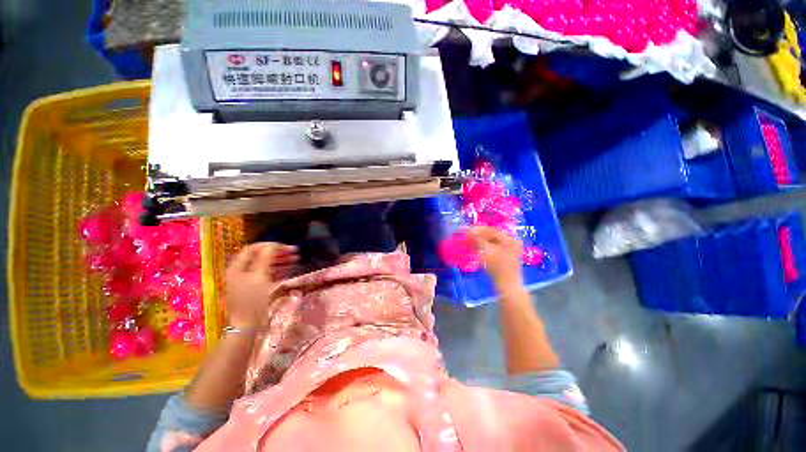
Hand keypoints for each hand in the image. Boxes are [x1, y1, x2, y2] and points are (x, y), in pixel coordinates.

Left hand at [225, 242, 298, 328]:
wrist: (249, 323)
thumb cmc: (252, 298)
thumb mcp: (260, 276)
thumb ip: (266, 258)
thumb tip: (274, 245)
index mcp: (238, 267)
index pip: (253, 249)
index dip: (269, 245)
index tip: (285, 246)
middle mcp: (243, 271)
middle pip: (261, 256)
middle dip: (278, 252)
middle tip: (294, 251)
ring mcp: (250, 279)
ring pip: (266, 264)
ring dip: (281, 259)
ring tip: (296, 258)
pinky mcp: (258, 287)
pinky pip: (269, 273)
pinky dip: (279, 268)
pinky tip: (290, 267)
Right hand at [468, 227, 523, 291]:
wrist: (508, 287)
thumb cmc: (499, 268)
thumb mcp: (487, 252)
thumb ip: (478, 239)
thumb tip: (469, 230)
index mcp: (510, 239)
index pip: (491, 230)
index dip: (478, 230)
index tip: (466, 230)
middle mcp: (511, 242)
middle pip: (492, 235)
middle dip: (478, 235)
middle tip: (466, 235)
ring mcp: (509, 250)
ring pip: (491, 242)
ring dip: (480, 241)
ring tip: (469, 241)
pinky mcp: (504, 257)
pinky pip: (492, 248)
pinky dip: (484, 247)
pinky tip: (475, 248)